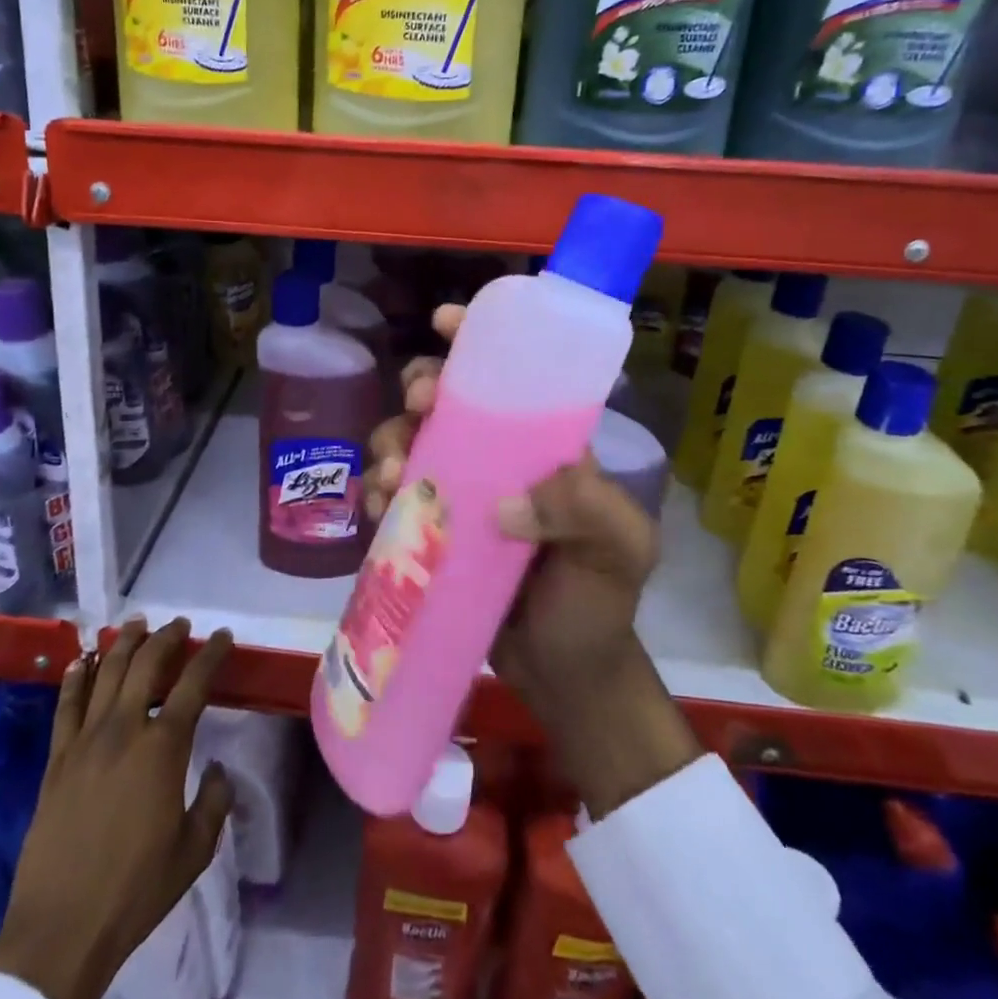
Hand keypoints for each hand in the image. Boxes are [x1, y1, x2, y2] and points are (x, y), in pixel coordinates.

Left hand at [0, 619, 234, 998]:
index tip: (222, 636)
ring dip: (124, 643)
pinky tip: (81, 661)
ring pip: (105, 673)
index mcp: (164, 747)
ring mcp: (85, 741)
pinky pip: (66, 705)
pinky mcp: (56, 759)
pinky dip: (75, 677)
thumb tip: (219, 769)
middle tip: (179, 625)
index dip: (211, 653)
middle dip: (166, 637)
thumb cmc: (136, 889)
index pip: (193, 683)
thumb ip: (215, 802)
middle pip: (146, 664)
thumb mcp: (194, 850)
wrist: (61, 928)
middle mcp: (125, 729)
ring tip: (136, 625)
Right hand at [368, 305, 698, 817]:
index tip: (443, 322)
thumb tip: (505, 506)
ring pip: (410, 440)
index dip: (475, 340)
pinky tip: (380, 505)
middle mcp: (495, 457)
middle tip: (418, 404)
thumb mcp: (618, 549)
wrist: (563, 676)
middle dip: (422, 387)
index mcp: (542, 445)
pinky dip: (379, 490)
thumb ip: (585, 512)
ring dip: (391, 440)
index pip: (510, 376)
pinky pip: (392, 494)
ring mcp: (458, 492)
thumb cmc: (597, 602)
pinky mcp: (429, 529)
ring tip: (393, 474)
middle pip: (446, 399)